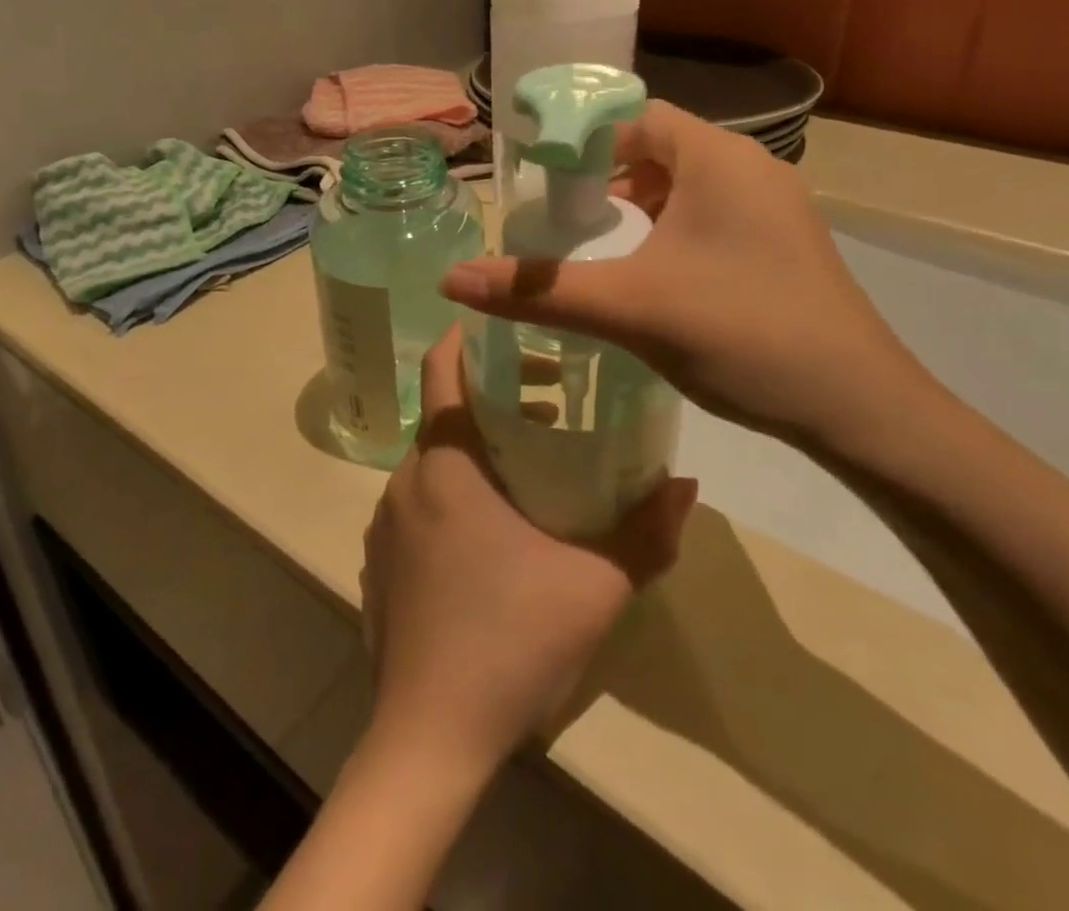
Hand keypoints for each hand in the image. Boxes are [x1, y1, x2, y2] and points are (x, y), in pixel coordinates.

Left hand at [360, 328, 695, 776]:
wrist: (428, 741)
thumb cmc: (510, 643)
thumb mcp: (595, 585)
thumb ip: (647, 531)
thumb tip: (686, 483)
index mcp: (445, 462)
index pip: (442, 365)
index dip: (471, 334)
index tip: (514, 325)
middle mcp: (406, 479)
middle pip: (446, 408)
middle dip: (496, 392)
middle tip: (555, 397)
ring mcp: (386, 523)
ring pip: (434, 456)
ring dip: (480, 444)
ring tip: (537, 461)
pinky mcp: (382, 560)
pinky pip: (421, 498)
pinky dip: (456, 486)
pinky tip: (499, 527)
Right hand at [441, 101, 942, 452]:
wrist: (858, 406)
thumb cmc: (741, 334)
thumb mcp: (630, 309)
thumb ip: (540, 290)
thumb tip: (453, 280)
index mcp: (717, 158)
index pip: (637, 117)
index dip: (585, 140)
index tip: (543, 179)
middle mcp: (751, 167)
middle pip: (661, 148)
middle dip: (608, 176)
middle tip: (564, 215)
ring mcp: (775, 206)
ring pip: (690, 184)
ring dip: (642, 204)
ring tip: (602, 243)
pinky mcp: (785, 243)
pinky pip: (715, 214)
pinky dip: (675, 227)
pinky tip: (655, 272)